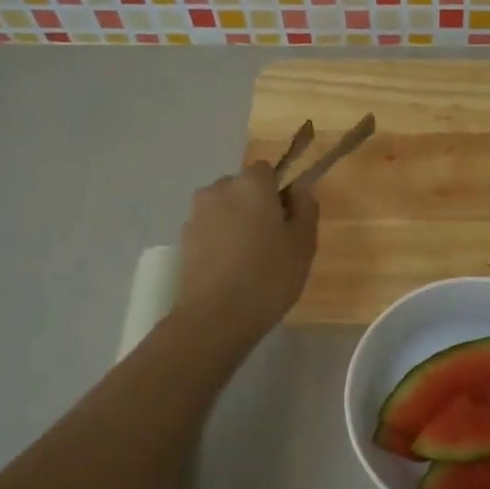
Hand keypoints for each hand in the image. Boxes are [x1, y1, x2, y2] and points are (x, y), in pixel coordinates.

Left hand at [175, 162, 317, 339]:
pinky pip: (209, 230)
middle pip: (243, 188)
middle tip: (272, 242)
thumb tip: (298, 189)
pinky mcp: (183, 239)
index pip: (267, 171)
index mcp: (251, 184)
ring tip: (249, 259)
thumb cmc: (269, 276)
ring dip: (236, 223)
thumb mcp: (304, 243)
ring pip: (224, 209)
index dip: (279, 192)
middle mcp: (219, 189)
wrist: (215, 317)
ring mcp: (196, 214)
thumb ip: (306, 208)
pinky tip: (230, 270)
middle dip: (255, 206)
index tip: (288, 221)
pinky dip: (220, 241)